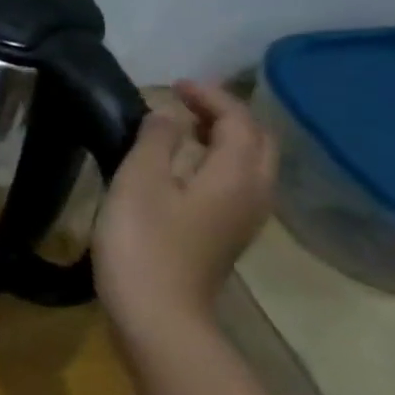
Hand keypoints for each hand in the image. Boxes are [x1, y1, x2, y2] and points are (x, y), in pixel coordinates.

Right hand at [94, 80, 277, 339]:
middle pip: (256, 141)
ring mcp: (245, 217)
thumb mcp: (138, 181)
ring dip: (223, 138)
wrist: (157, 310)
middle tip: (184, 102)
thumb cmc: (142, 240)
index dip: (210, 96)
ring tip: (183, 129)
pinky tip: (184, 167)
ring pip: (250, 164)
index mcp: (237, 174)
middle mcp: (255, 192)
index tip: (175, 84)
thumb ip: (155, 140)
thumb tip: (166, 115)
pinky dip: (217, 162)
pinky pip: (236, 183)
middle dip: (226, 115)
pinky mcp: (227, 235)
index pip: (238, 121)